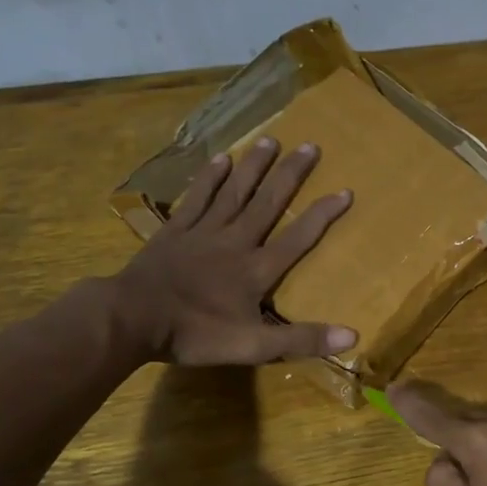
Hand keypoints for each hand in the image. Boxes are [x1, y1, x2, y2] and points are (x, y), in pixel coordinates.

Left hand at [115, 138, 355, 365]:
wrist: (133, 318)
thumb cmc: (196, 334)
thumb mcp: (254, 346)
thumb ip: (301, 339)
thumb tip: (353, 336)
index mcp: (256, 270)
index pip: (298, 238)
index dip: (322, 215)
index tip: (345, 190)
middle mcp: (235, 242)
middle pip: (268, 203)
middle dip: (291, 175)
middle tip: (311, 146)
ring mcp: (203, 232)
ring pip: (235, 192)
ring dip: (254, 166)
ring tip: (271, 139)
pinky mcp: (175, 231)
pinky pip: (197, 198)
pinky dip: (210, 178)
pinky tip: (222, 159)